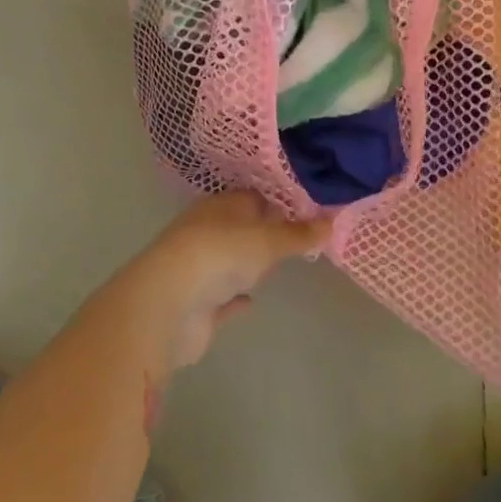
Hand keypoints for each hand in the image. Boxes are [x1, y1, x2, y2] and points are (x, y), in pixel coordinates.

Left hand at [113, 193, 329, 373]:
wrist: (168, 306)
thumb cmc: (219, 256)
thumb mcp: (267, 241)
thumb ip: (298, 234)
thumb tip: (332, 220)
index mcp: (220, 207)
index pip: (254, 195)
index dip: (280, 200)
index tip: (310, 207)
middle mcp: (207, 232)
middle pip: (242, 227)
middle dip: (266, 230)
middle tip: (300, 235)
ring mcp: (199, 268)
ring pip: (230, 260)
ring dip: (248, 263)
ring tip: (278, 264)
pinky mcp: (197, 303)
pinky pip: (222, 297)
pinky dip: (234, 297)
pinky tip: (250, 300)